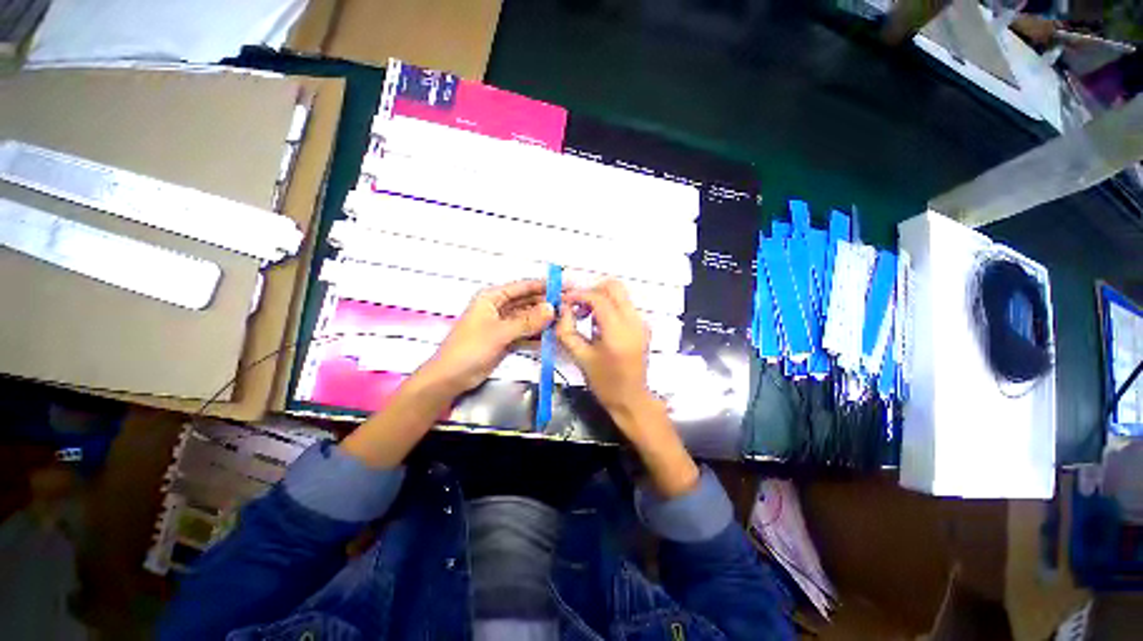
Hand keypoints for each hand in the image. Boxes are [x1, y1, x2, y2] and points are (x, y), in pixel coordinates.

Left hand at [423, 280, 554, 392]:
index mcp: (492, 297)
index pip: (523, 287)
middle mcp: (499, 307)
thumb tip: (552, 309)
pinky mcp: (506, 339)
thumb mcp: (499, 333)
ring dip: (544, 320)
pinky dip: (538, 334)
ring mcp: (504, 324)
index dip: (545, 286)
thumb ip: (527, 321)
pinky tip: (552, 336)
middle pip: (528, 302)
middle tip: (570, 307)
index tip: (566, 287)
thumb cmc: (470, 349)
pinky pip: (526, 332)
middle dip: (547, 304)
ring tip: (566, 321)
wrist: (450, 378)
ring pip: (529, 318)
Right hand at [556, 279, 653, 418]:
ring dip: (600, 298)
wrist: (632, 399)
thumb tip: (561, 310)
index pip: (598, 298)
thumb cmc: (605, 383)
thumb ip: (567, 331)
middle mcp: (634, 321)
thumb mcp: (580, 358)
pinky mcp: (642, 326)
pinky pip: (624, 305)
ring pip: (620, 294)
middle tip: (577, 305)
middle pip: (614, 286)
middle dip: (592, 290)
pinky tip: (597, 324)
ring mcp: (641, 322)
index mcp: (618, 331)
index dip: (578, 295)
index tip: (564, 301)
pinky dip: (608, 307)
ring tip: (585, 316)